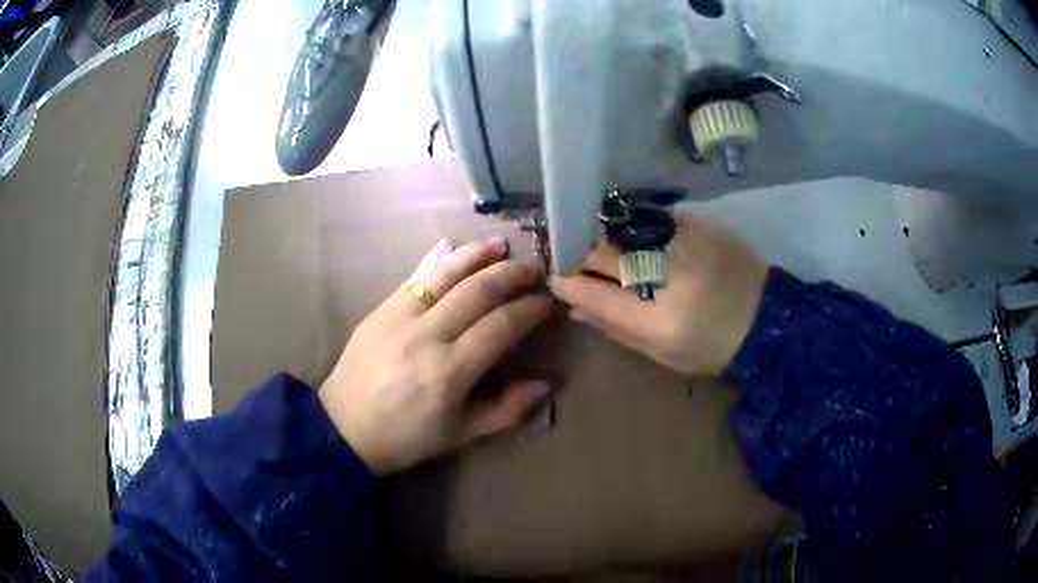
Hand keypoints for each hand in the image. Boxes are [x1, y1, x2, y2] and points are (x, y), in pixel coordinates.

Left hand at [319, 238, 552, 474]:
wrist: (343, 428)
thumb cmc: (406, 437)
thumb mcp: (460, 434)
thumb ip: (506, 410)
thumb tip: (544, 384)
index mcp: (451, 371)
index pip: (501, 325)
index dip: (529, 310)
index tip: (547, 302)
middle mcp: (428, 335)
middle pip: (478, 291)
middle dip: (511, 275)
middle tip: (533, 269)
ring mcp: (400, 316)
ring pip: (445, 274)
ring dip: (477, 255)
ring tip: (501, 245)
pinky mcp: (381, 309)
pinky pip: (413, 276)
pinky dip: (436, 258)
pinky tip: (451, 245)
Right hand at [549, 215, 768, 376]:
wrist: (768, 319)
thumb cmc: (712, 346)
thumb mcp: (661, 350)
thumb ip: (614, 325)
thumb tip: (573, 303)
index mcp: (658, 316)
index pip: (595, 290)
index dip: (568, 282)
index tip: (556, 277)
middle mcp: (668, 271)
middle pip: (605, 251)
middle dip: (583, 256)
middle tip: (579, 262)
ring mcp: (685, 241)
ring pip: (625, 231)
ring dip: (610, 242)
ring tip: (612, 256)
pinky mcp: (700, 224)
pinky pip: (653, 221)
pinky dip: (641, 232)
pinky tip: (646, 244)